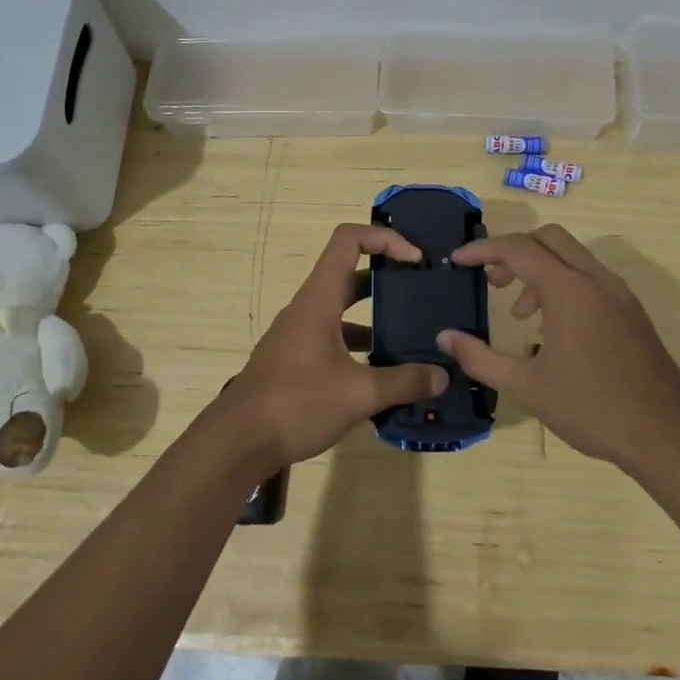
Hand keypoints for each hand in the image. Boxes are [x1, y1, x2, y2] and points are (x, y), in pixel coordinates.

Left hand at [215, 224, 444, 472]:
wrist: (237, 442)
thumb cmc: (296, 404)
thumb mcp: (358, 393)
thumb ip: (403, 382)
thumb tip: (442, 375)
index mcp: (319, 299)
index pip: (349, 240)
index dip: (385, 238)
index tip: (415, 260)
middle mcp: (308, 308)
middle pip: (350, 273)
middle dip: (388, 277)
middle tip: (422, 291)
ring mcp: (299, 334)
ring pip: (343, 310)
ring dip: (376, 315)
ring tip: (412, 334)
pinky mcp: (296, 360)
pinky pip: (334, 338)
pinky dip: (361, 346)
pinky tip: (383, 372)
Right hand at [441, 225, 679, 472]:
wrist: (666, 435)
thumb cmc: (591, 409)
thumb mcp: (526, 387)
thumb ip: (480, 357)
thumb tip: (445, 337)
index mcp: (569, 290)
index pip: (518, 249)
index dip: (482, 250)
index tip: (457, 261)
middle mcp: (596, 280)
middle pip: (548, 238)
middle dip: (513, 251)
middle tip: (493, 282)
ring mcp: (619, 294)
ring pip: (572, 256)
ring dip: (539, 270)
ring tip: (521, 316)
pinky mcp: (632, 311)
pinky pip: (590, 278)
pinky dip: (563, 284)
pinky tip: (554, 329)